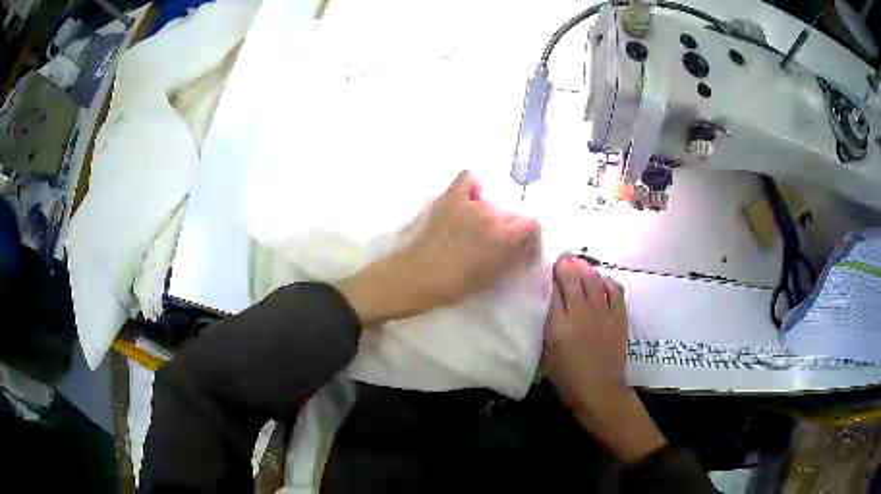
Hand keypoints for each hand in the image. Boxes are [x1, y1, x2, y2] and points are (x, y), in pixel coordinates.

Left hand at [339, 171, 539, 326]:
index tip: (521, 244)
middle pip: (509, 213)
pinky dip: (471, 187)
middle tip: (493, 241)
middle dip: (507, 226)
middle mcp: (492, 214)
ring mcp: (470, 203)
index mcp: (505, 236)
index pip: (532, 223)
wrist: (418, 276)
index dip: (529, 234)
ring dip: (487, 213)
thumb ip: (514, 257)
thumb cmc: (456, 284)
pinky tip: (468, 199)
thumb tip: (525, 244)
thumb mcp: (493, 277)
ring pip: (489, 201)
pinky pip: (468, 179)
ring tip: (472, 227)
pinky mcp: (450, 197)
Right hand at [542, 254, 665, 462]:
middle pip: (573, 279)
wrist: (599, 390)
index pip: (553, 289)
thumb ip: (549, 326)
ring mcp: (602, 313)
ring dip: (586, 269)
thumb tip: (552, 304)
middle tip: (563, 258)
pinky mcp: (619, 318)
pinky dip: (609, 282)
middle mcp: (580, 312)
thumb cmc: (567, 378)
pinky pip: (615, 292)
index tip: (549, 264)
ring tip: (580, 264)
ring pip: (593, 280)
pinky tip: (604, 281)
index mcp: (558, 323)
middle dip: (567, 265)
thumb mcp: (548, 353)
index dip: (551, 274)